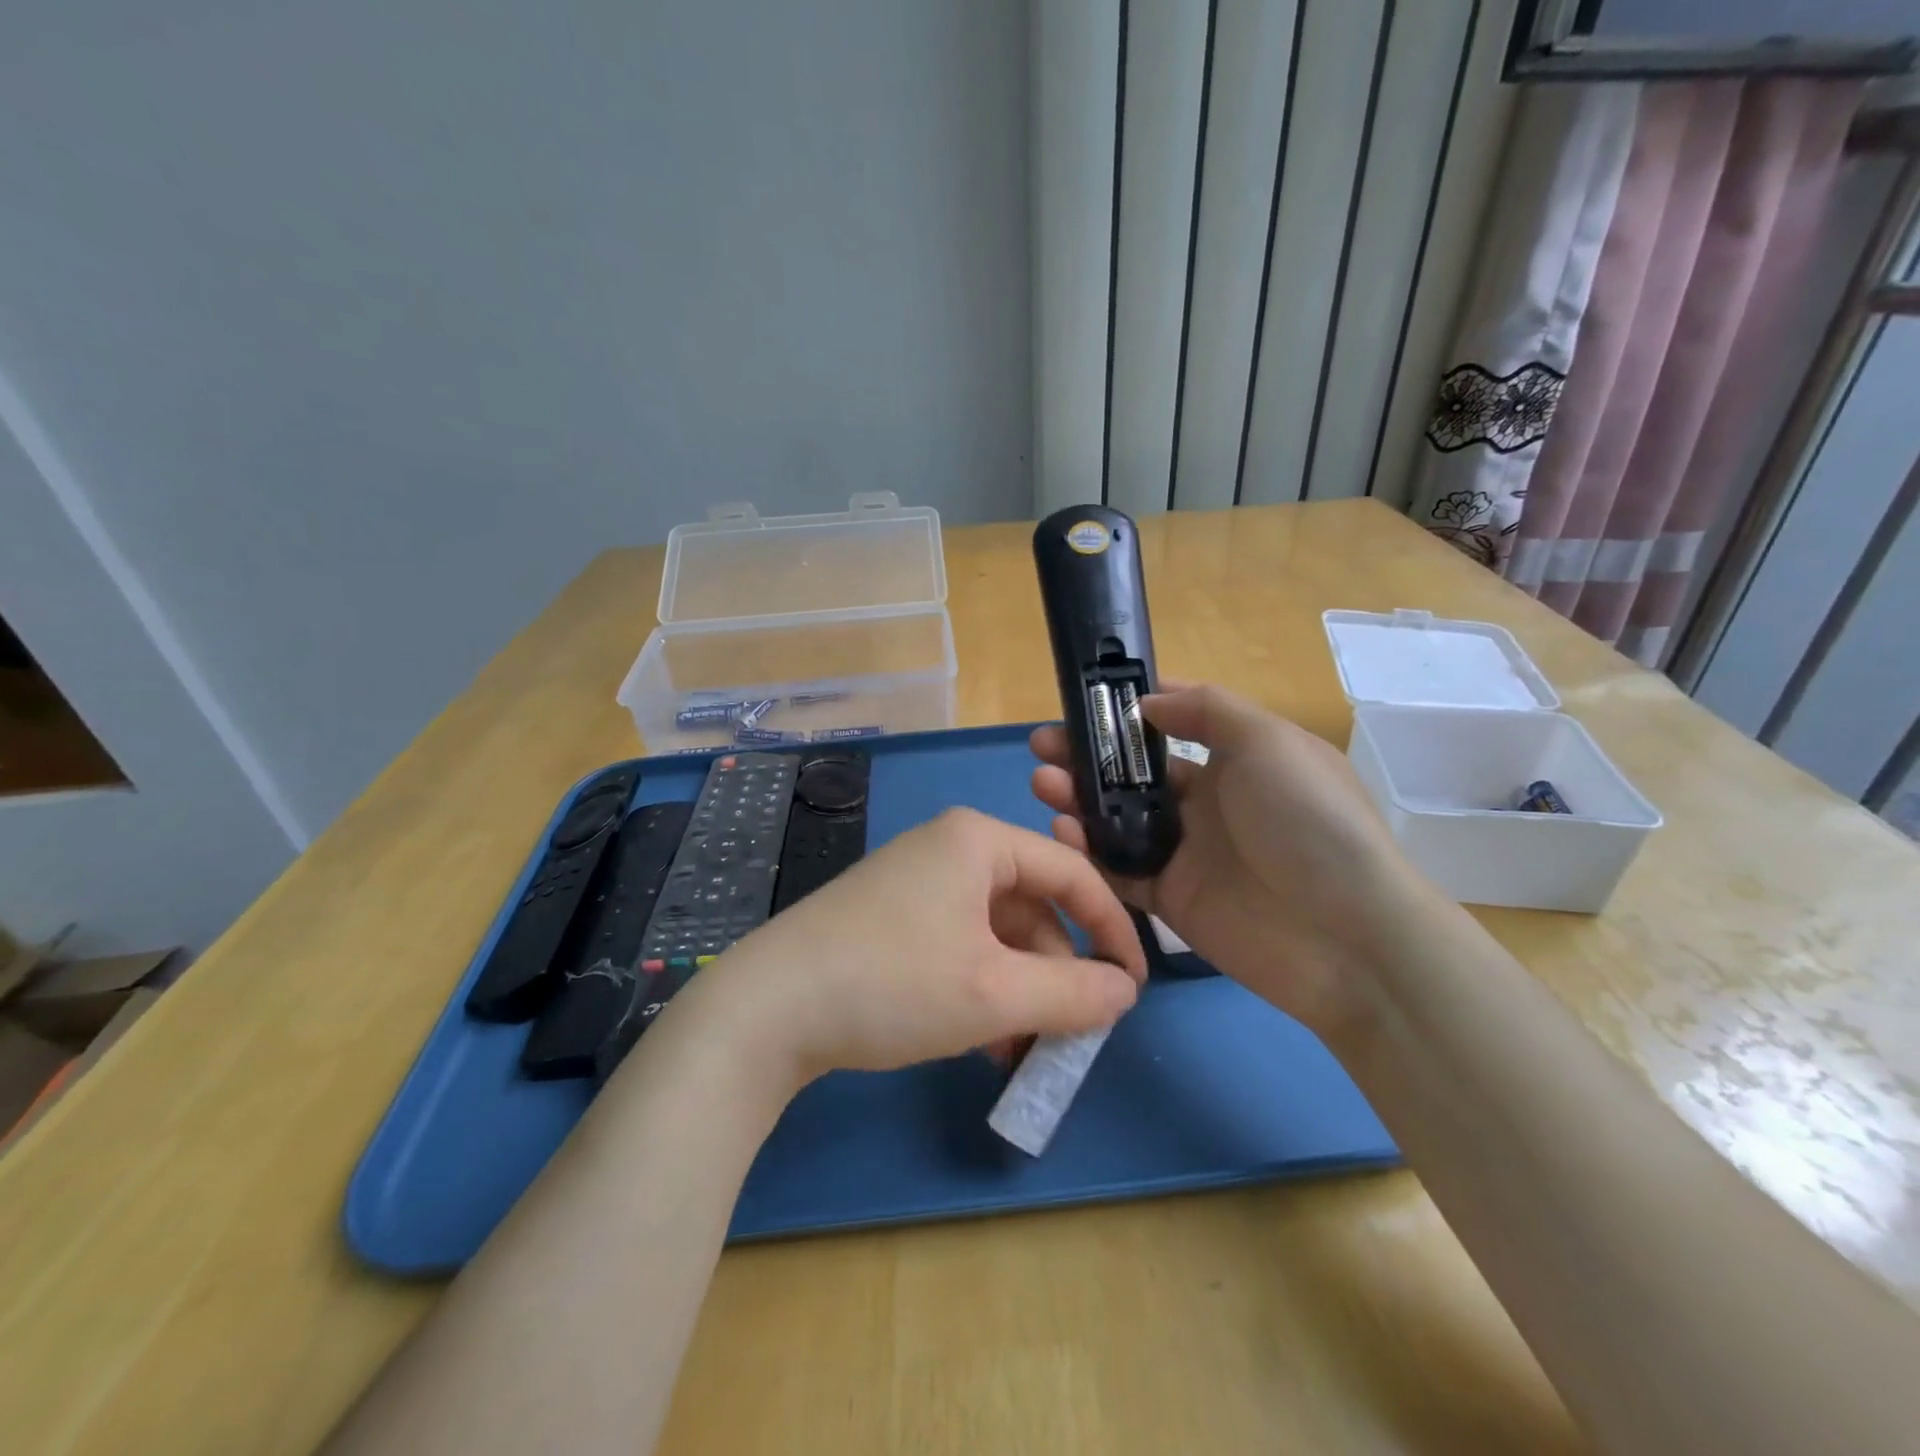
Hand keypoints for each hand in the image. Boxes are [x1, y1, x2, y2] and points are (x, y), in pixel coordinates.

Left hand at [674, 808, 1145, 1089]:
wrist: (766, 1009)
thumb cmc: (892, 983)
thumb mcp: (995, 994)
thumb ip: (1073, 993)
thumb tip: (1124, 993)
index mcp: (978, 840)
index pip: (1072, 873)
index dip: (1111, 930)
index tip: (1131, 988)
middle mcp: (949, 848)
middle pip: (1031, 907)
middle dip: (1055, 974)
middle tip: (1068, 1033)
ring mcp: (914, 882)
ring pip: (994, 934)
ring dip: (1017, 991)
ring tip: (1020, 1051)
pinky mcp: (890, 917)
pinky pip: (958, 946)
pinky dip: (980, 990)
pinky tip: (981, 1043)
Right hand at [1030, 684, 1422, 1036]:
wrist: (1346, 936)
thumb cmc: (1308, 821)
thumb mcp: (1269, 741)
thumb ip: (1207, 710)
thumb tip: (1147, 703)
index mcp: (1236, 760)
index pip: (1172, 728)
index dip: (1126, 716)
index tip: (1083, 704)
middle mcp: (1208, 803)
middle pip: (1133, 773)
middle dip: (1087, 755)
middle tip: (1042, 745)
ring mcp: (1187, 853)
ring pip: (1118, 819)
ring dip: (1077, 797)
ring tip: (1041, 781)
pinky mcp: (1171, 900)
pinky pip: (1119, 870)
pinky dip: (1087, 850)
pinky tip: (1061, 829)